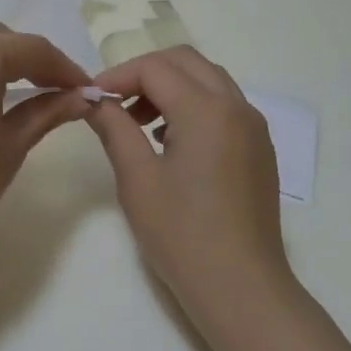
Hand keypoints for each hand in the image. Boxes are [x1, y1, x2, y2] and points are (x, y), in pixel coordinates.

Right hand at [84, 47, 293, 335]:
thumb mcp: (137, 178)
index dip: (117, 75)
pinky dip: (193, 105)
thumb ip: (114, 128)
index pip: (155, 68)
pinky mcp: (259, 150)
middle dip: (145, 72)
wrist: (241, 289)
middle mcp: (237, 107)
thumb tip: (94, 100)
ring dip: (170, 87)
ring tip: (138, 124)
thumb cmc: (182, 234)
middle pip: (186, 61)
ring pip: (208, 80)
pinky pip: (224, 106)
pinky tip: (170, 142)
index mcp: (207, 110)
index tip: (91, 99)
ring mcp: (254, 128)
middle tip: (115, 103)